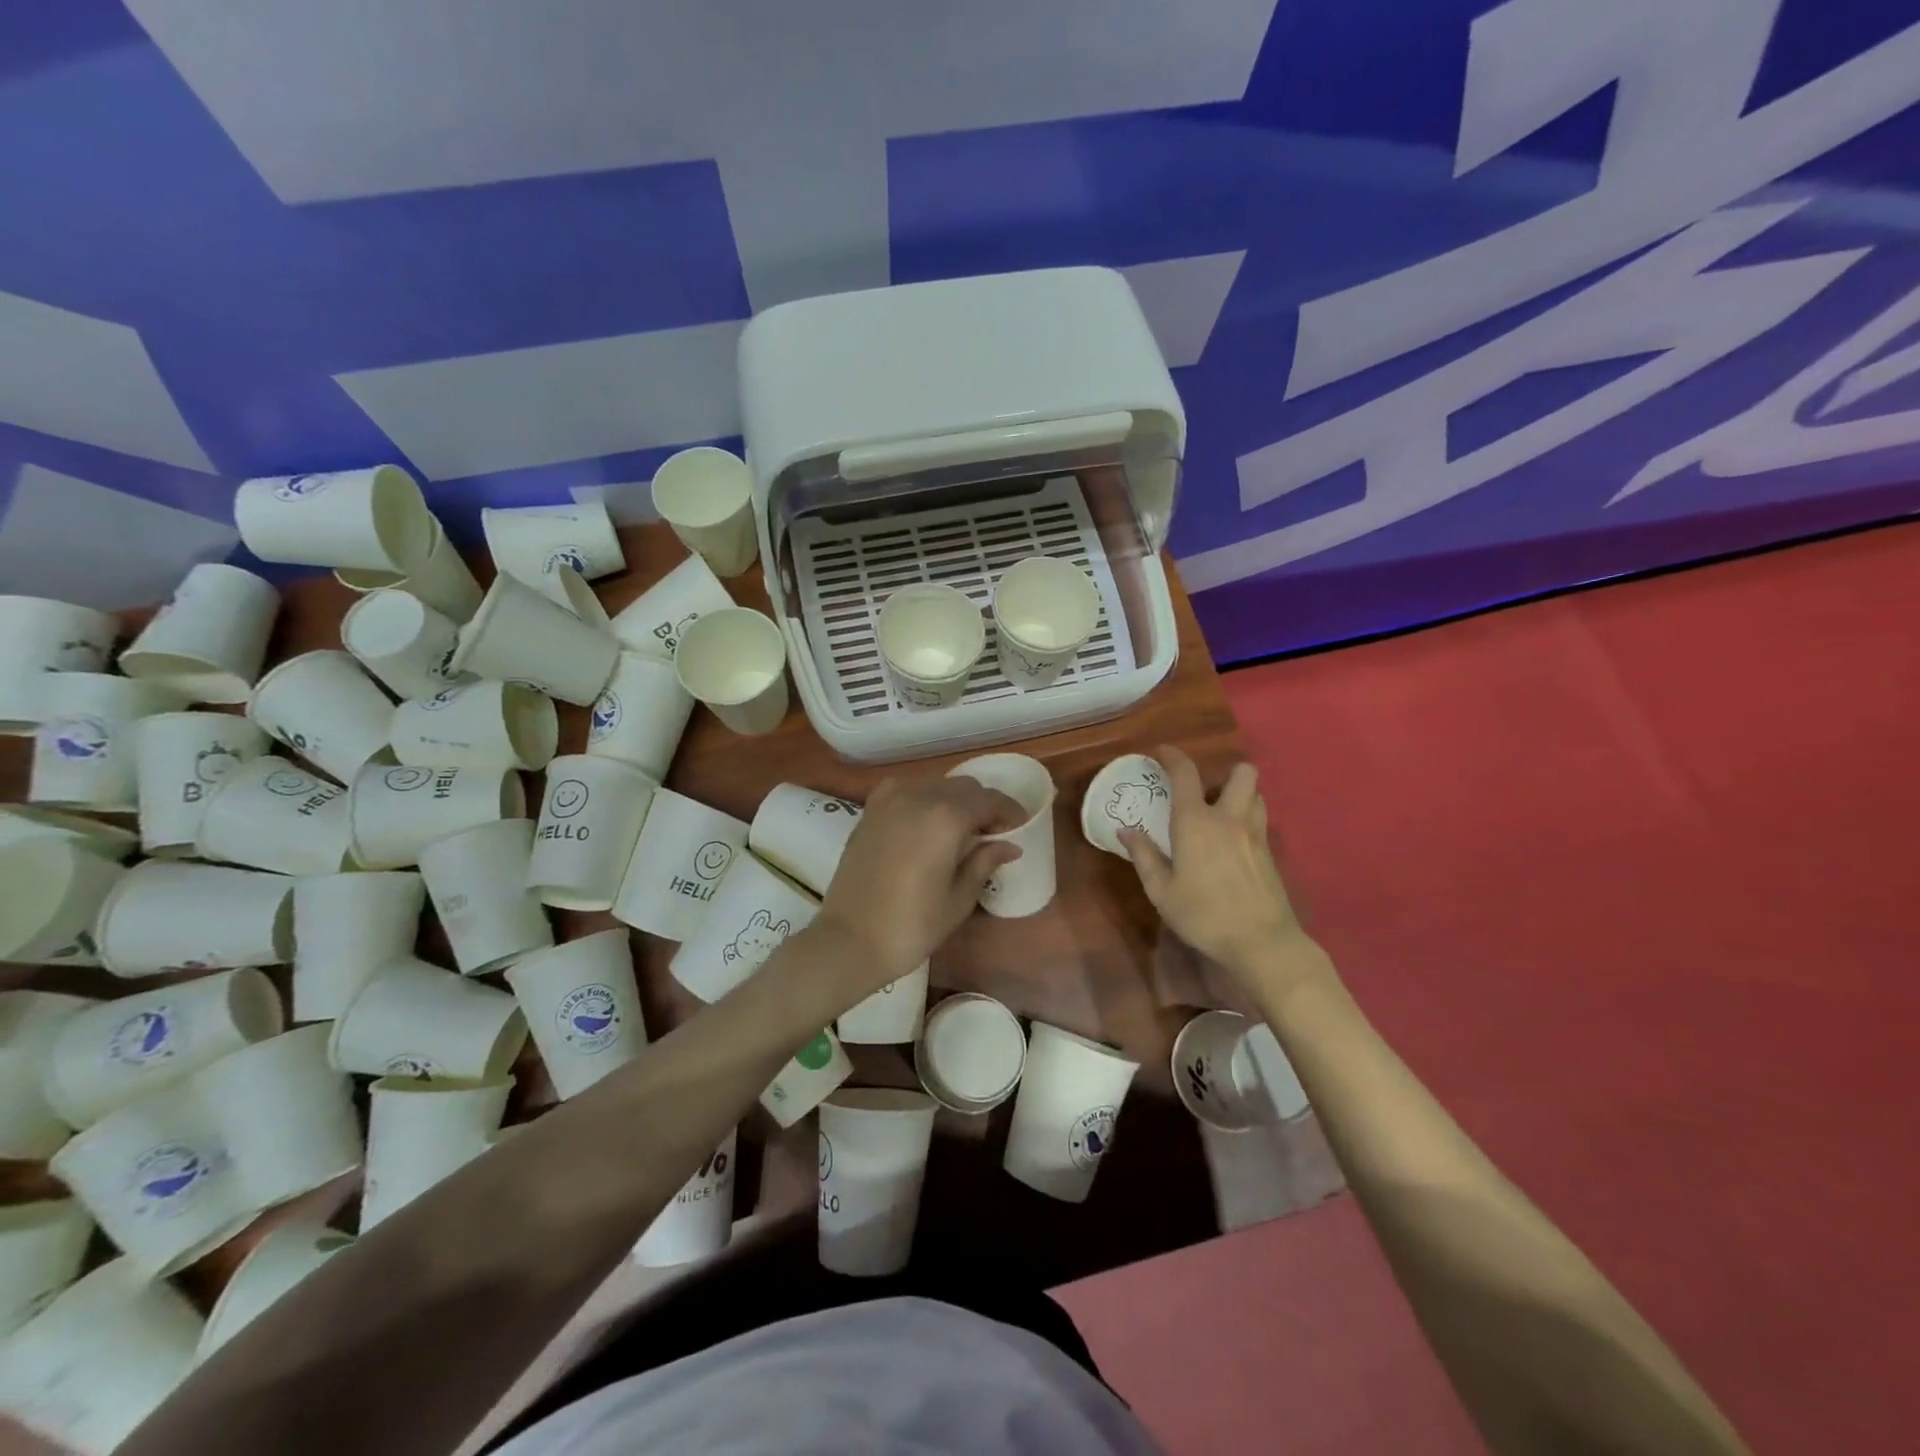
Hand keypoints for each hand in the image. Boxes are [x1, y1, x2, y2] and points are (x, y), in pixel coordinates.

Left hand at [815, 775, 1024, 990]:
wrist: (848, 940)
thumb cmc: (912, 925)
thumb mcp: (958, 898)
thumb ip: (984, 862)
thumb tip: (1009, 845)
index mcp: (946, 816)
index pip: (988, 800)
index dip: (1009, 811)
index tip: (1020, 826)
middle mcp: (918, 796)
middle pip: (963, 787)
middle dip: (983, 804)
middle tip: (993, 832)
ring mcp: (889, 800)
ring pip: (935, 785)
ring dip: (954, 801)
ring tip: (962, 830)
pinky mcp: (870, 811)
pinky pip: (907, 791)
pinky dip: (925, 800)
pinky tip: (928, 825)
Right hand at [1120, 746, 1313, 986]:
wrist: (1262, 942)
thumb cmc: (1204, 915)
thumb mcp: (1161, 891)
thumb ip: (1144, 856)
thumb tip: (1126, 830)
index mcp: (1196, 822)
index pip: (1186, 773)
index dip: (1173, 756)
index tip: (1161, 752)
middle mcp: (1229, 818)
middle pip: (1242, 772)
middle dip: (1225, 772)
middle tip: (1205, 791)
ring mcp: (1256, 833)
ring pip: (1256, 794)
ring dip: (1240, 794)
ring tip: (1220, 814)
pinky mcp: (1271, 852)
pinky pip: (1260, 820)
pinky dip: (1247, 819)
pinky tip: (1233, 844)